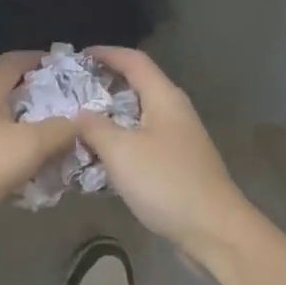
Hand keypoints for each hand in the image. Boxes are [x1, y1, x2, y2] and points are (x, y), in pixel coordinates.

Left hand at [0, 51, 78, 236]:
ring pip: (8, 125)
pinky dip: (19, 159)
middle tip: (76, 112)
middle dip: (45, 101)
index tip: (71, 70)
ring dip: (34, 133)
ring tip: (64, 145)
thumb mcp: (29, 144)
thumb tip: (82, 121)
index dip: (42, 60)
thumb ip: (60, 130)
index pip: (16, 60)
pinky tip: (39, 176)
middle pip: (14, 93)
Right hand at [76, 47, 257, 261]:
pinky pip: (142, 141)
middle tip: (70, 92)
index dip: (106, 53)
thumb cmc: (166, 183)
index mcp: (164, 98)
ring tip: (78, 123)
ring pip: (138, 116)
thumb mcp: (121, 151)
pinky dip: (120, 141)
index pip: (134, 60)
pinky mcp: (177, 164)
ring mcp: (178, 139)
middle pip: (137, 85)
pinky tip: (100, 156)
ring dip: (110, 116)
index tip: (77, 56)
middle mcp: (174, 111)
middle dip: (104, 85)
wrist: (214, 231)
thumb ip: (95, 127)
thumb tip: (79, 113)